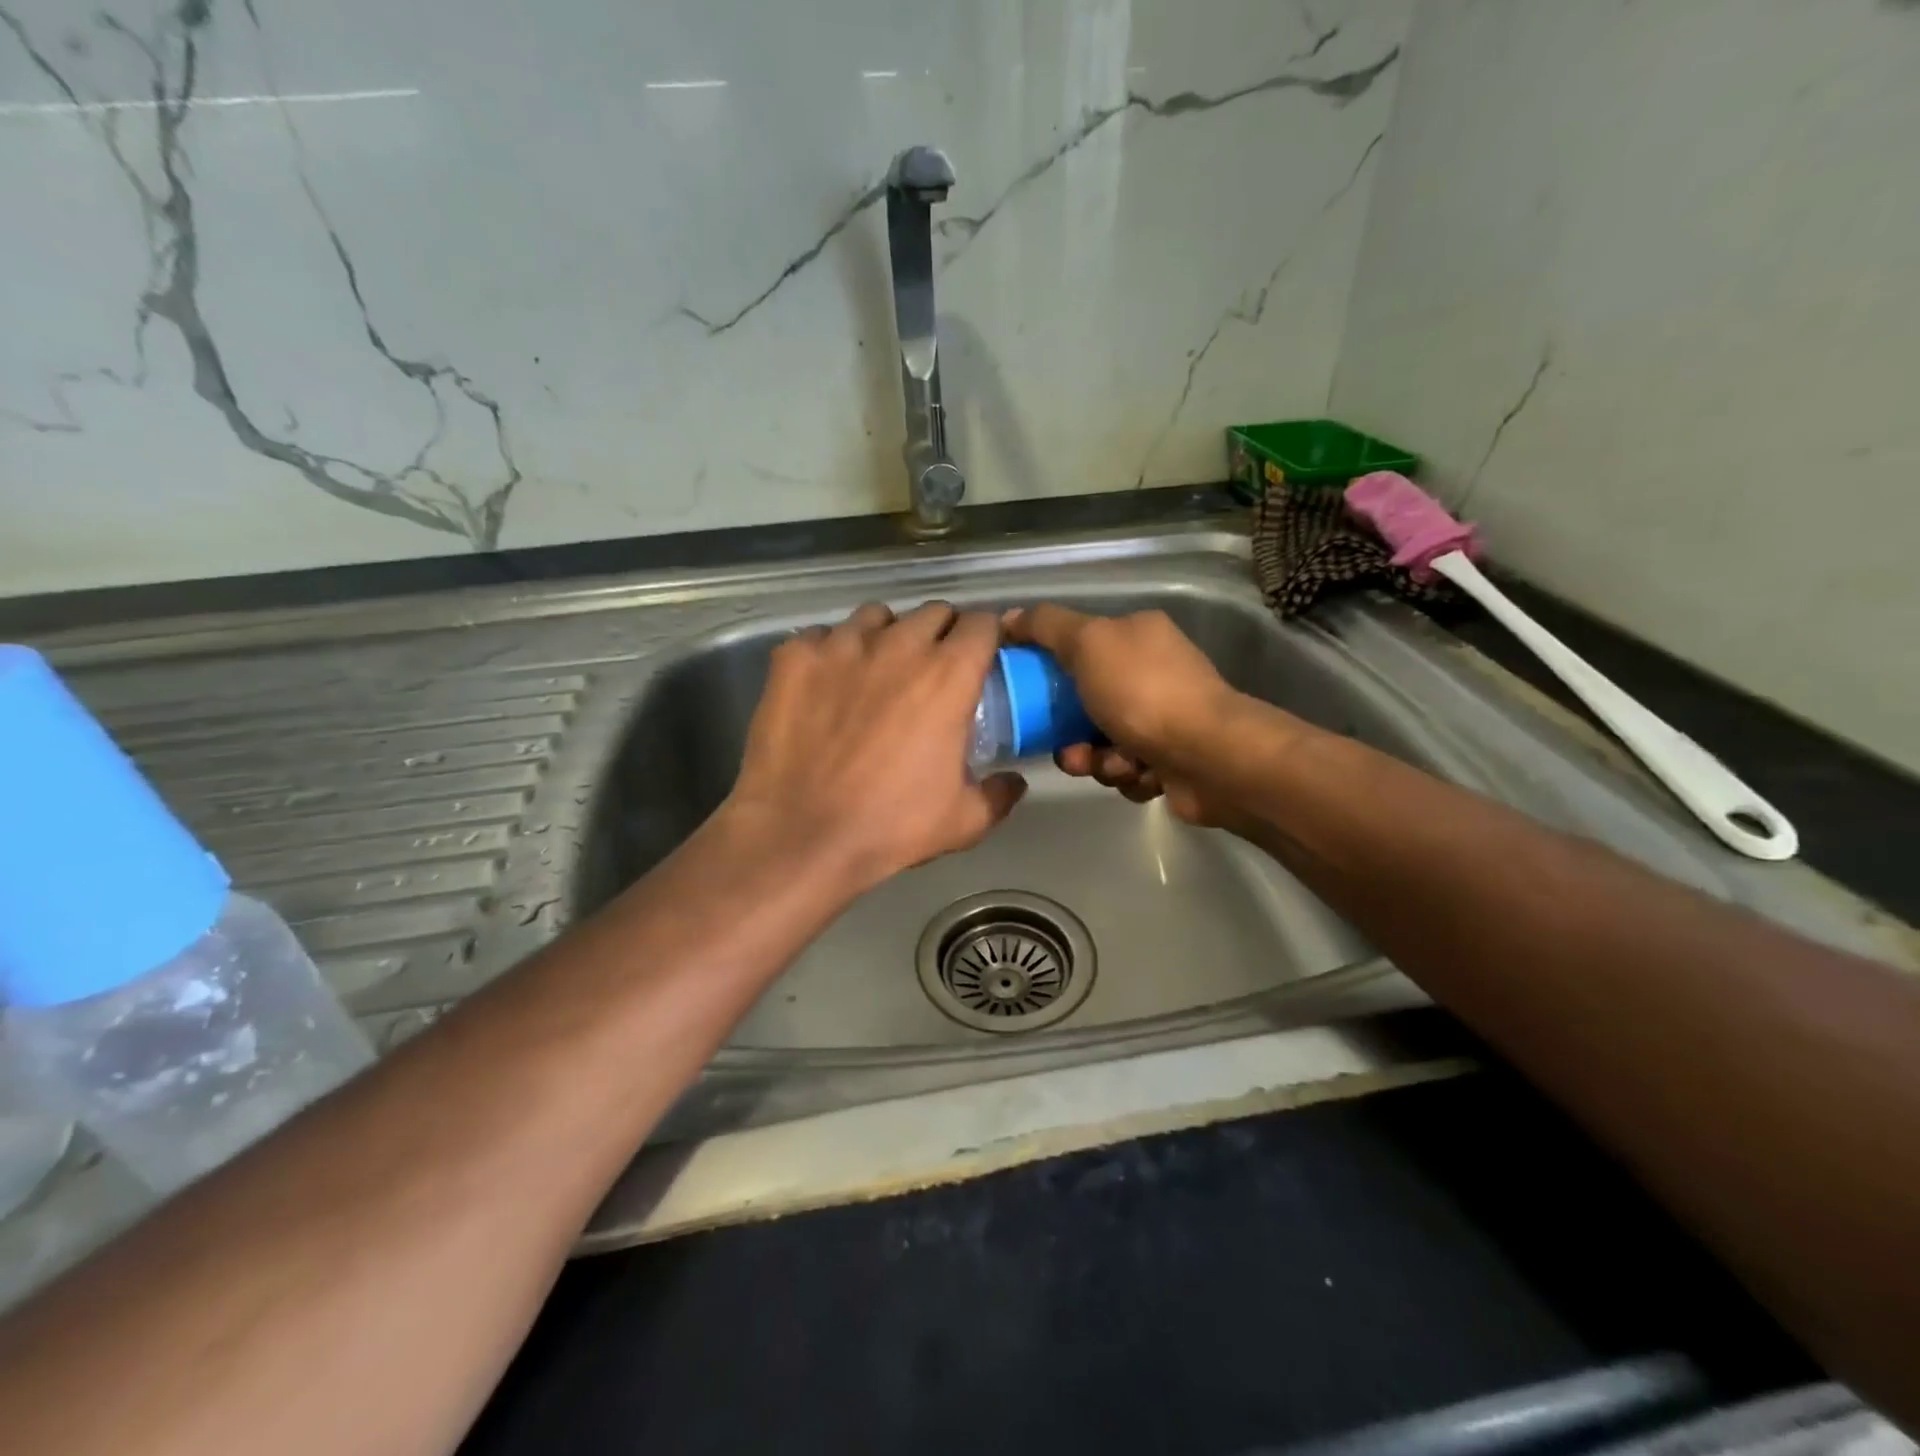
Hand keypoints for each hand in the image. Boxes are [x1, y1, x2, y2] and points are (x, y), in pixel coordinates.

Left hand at [724, 602, 1026, 891]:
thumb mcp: (964, 821)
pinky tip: (826, 685)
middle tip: (932, 671)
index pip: (982, 623)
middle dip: (941, 634)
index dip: (986, 638)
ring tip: (877, 670)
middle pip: (933, 612)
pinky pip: (822, 636)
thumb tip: (1014, 782)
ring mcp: (841, 645)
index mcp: (947, 675)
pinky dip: (832, 652)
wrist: (800, 835)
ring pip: (877, 616)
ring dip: (887, 636)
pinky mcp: (794, 656)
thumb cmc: (890, 826)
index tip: (981, 659)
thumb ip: (999, 794)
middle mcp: (898, 645)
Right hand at [1005, 604, 1246, 827]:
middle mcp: (1153, 671)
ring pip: (1101, 741)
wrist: (1210, 758)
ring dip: (1096, 759)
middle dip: (1071, 733)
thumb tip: (1009, 617)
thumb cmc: (1144, 694)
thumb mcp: (1088, 643)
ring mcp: (1165, 716)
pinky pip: (1125, 768)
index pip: (1077, 645)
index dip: (1047, 670)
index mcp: (1137, 634)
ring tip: (1114, 765)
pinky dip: (1126, 774)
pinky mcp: (1171, 758)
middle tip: (1070, 750)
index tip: (1027, 695)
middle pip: (1084, 702)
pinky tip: (1142, 775)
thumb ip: (1046, 626)